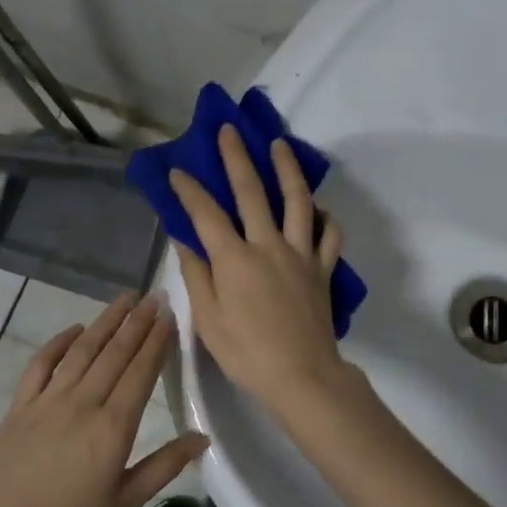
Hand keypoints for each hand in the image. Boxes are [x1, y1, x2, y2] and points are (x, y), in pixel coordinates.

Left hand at [0, 293, 207, 506]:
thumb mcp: (126, 503)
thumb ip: (165, 465)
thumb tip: (203, 436)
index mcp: (113, 427)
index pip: (140, 371)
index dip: (157, 340)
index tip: (169, 314)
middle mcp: (82, 403)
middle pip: (114, 353)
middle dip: (137, 322)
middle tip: (154, 296)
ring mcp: (47, 401)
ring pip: (82, 351)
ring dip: (105, 322)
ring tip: (124, 299)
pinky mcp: (20, 407)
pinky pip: (41, 364)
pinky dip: (58, 343)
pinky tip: (74, 329)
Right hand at [170, 125, 352, 418]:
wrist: (302, 375)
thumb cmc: (246, 352)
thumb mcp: (208, 319)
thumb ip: (197, 275)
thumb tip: (184, 240)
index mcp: (234, 259)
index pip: (206, 214)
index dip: (189, 190)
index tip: (177, 171)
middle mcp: (268, 245)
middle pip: (251, 192)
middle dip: (236, 158)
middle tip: (229, 131)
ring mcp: (300, 254)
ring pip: (296, 201)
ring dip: (287, 169)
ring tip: (280, 145)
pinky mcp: (323, 268)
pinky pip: (329, 235)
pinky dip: (325, 217)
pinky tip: (319, 208)